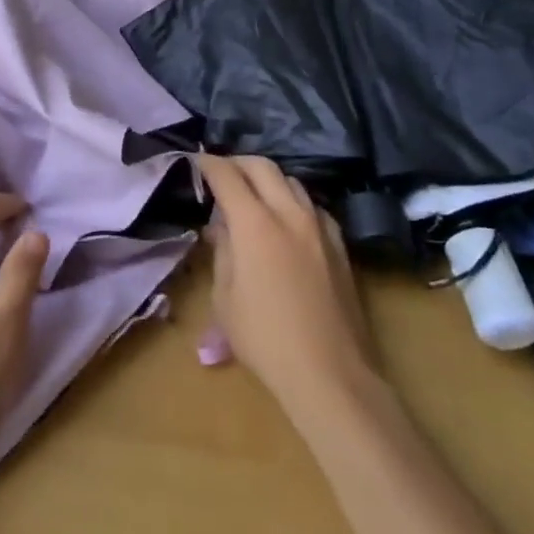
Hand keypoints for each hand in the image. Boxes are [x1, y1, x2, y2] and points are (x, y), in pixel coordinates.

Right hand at [198, 155, 377, 412]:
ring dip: (267, 178)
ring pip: (292, 181)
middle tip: (220, 171)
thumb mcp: (225, 297)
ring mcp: (319, 227)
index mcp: (255, 224)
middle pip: (263, 166)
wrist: (329, 372)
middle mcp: (290, 214)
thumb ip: (222, 251)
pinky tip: (285, 219)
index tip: (195, 161)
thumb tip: (221, 227)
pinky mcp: (339, 245)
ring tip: (251, 194)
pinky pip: (312, 206)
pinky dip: (292, 200)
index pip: (227, 176)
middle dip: (237, 162)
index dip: (207, 164)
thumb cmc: (264, 338)